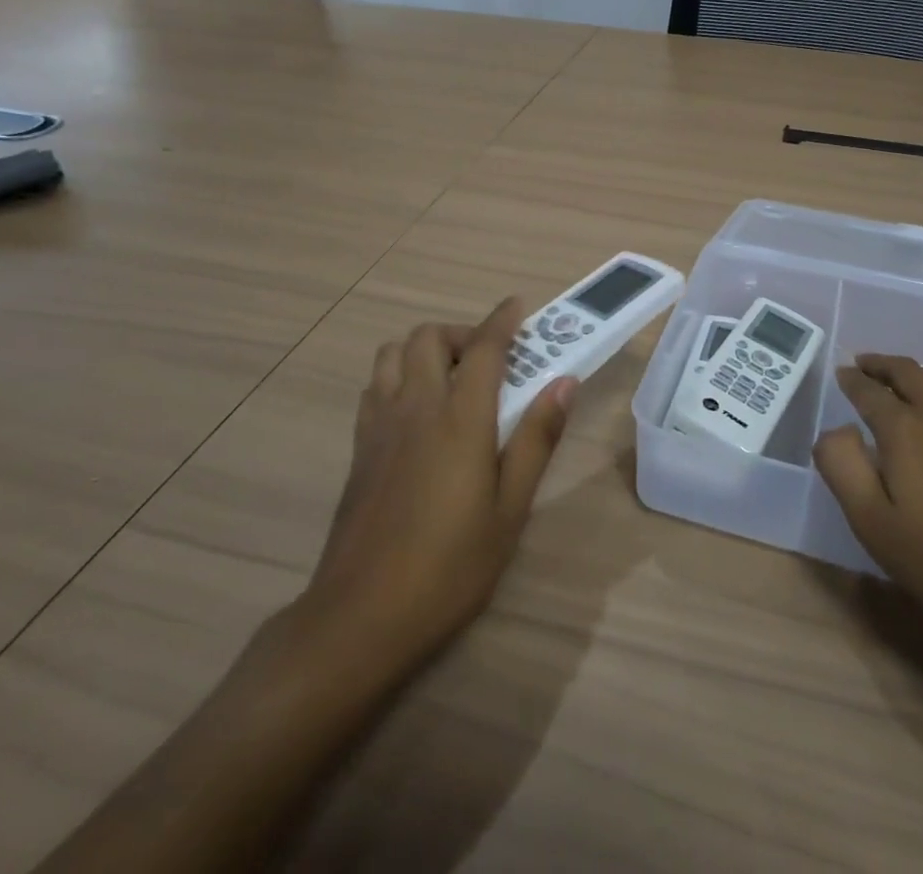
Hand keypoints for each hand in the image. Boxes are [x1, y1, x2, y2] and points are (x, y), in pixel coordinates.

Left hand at [295, 297, 573, 674]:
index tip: (518, 306)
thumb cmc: (450, 566)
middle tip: (488, 359)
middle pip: (428, 337)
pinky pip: (375, 386)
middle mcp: (416, 407)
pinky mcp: (358, 448)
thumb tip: (564, 383)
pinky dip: (398, 377)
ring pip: (393, 354)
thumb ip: (536, 439)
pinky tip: (416, 412)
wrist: (361, 615)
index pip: (483, 347)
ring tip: (449, 379)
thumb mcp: (510, 509)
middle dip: (461, 333)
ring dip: (423, 350)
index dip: (502, 320)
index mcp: (459, 418)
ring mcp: (379, 426)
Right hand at [813, 354, 922, 638]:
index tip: (841, 374)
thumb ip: (843, 468)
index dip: (852, 380)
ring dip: (915, 375)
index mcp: (905, 430)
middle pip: (910, 373)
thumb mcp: (873, 524)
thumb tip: (836, 430)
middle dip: (883, 365)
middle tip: (864, 363)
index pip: (870, 391)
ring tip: (900, 382)